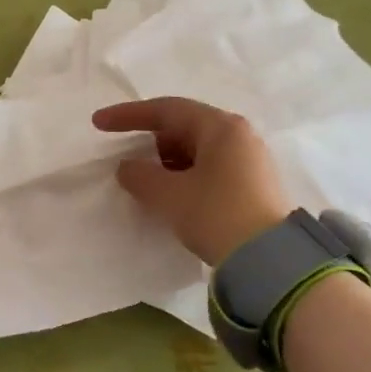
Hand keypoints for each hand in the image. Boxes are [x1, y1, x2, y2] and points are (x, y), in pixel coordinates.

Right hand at [92, 98, 292, 265]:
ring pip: (198, 150)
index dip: (129, 115)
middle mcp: (239, 136)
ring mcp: (251, 160)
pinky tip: (176, 197)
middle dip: (152, 141)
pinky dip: (187, 176)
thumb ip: (140, 176)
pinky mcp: (255, 185)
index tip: (99, 123)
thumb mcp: (169, 195)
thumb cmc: (217, 215)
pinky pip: (211, 168)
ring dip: (169, 162)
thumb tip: (128, 167)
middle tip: (130, 161)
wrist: (271, 262)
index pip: (166, 110)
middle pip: (184, 127)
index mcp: (220, 127)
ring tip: (150, 184)